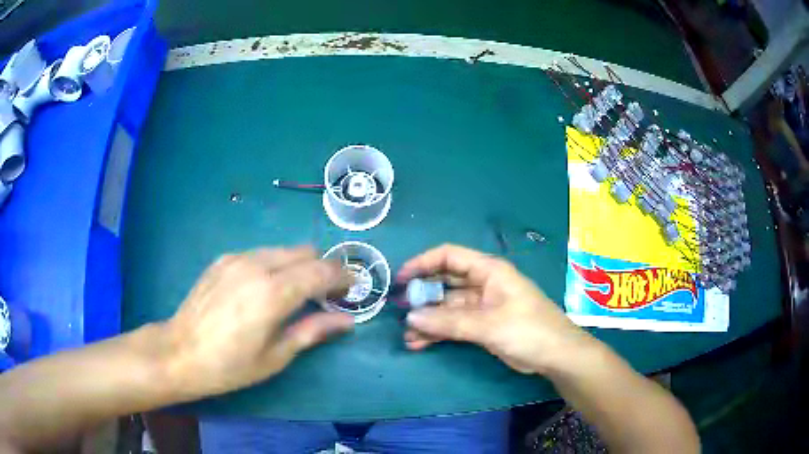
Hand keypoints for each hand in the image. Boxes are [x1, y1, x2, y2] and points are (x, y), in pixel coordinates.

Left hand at [161, 246, 353, 397]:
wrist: (179, 352)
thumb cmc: (230, 365)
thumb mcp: (276, 356)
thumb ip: (313, 331)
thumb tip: (348, 321)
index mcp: (273, 292)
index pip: (322, 271)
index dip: (343, 277)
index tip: (353, 288)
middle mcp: (257, 264)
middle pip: (305, 252)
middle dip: (323, 269)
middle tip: (326, 295)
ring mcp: (237, 257)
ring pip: (283, 250)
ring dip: (299, 266)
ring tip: (295, 293)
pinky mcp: (223, 259)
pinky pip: (261, 253)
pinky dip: (275, 265)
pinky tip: (264, 290)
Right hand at [398, 244, 592, 373]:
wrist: (556, 355)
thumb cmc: (528, 330)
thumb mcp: (488, 325)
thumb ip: (449, 322)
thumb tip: (410, 318)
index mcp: (488, 270)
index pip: (449, 256)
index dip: (422, 263)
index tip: (400, 279)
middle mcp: (483, 283)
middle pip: (445, 282)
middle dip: (422, 295)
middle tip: (398, 311)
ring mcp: (482, 305)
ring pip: (447, 307)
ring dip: (428, 319)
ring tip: (407, 335)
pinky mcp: (483, 325)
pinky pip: (454, 324)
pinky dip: (438, 332)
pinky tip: (420, 344)